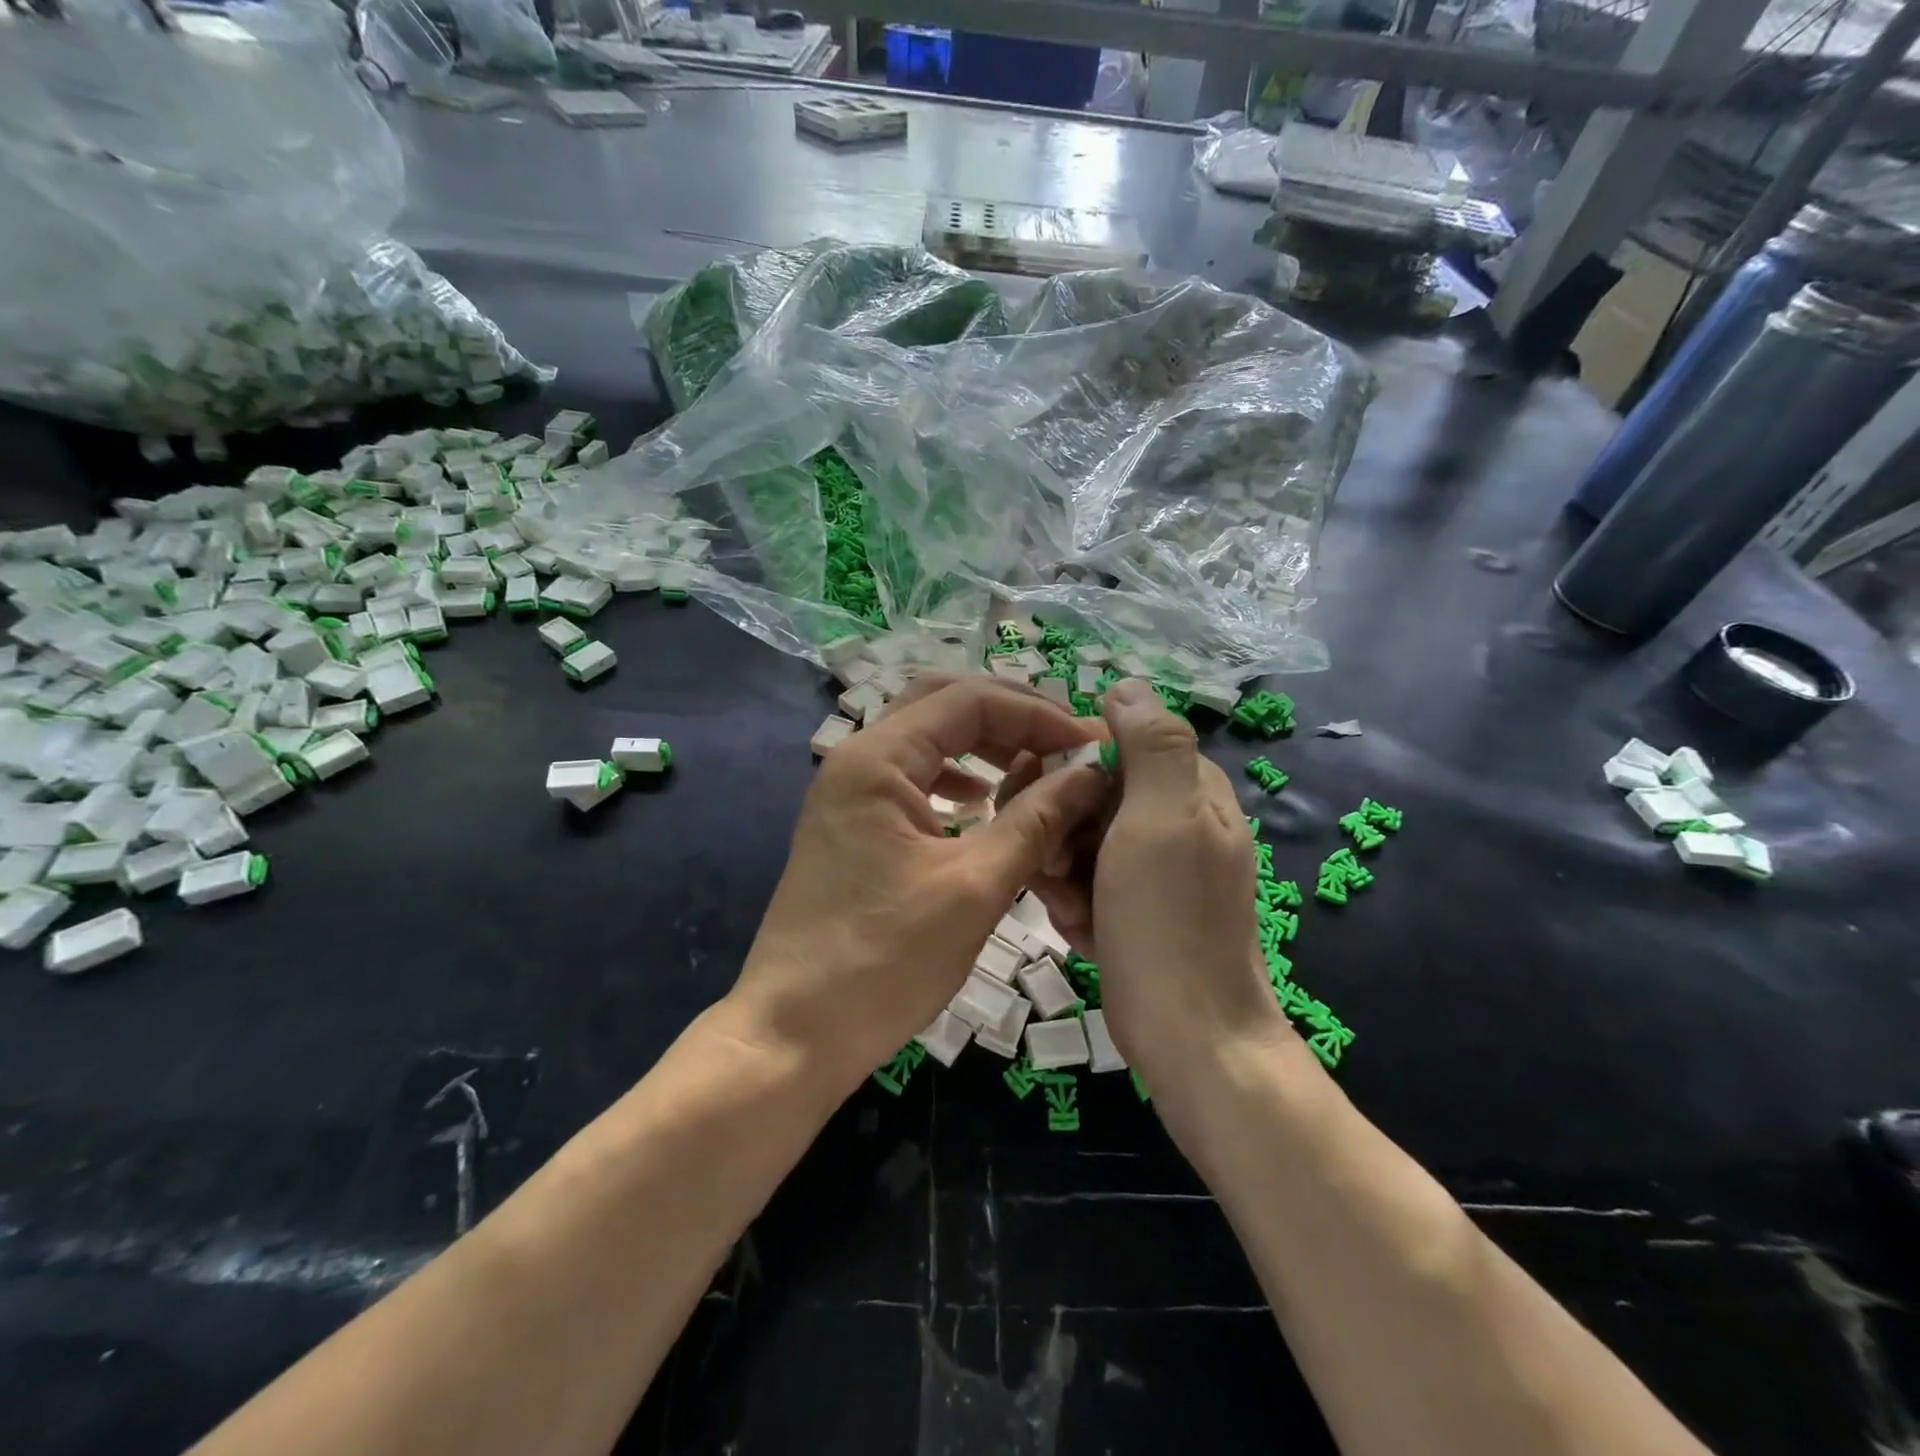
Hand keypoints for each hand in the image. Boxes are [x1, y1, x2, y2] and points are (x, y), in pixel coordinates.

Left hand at [724, 676, 1111, 1095]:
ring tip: (1035, 768)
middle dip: (1010, 717)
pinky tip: (983, 804)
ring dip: (983, 745)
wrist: (793, 1034)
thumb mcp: (974, 888)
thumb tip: (1091, 772)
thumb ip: (1036, 820)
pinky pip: (912, 778)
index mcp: (878, 759)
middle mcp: (858, 760)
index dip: (1037, 713)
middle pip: (942, 705)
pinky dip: (955, 778)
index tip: (1090, 744)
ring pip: (926, 740)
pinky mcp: (852, 826)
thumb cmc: (884, 960)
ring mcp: (849, 793)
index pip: (969, 700)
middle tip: (1065, 743)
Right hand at [1029, 680, 1290, 1096]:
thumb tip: (1126, 685)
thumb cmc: (1169, 921)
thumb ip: (1152, 745)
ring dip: (1062, 874)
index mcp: (1187, 787)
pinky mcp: (1135, 906)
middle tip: (1057, 869)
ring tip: (1076, 911)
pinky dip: (1076, 906)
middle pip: (1087, 795)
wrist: (1189, 1036)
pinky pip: (1085, 883)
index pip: (1109, 744)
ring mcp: (1154, 867)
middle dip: (1060, 832)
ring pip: (1078, 841)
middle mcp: (1172, 819)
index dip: (1066, 768)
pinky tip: (1085, 933)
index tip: (1041, 801)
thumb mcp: (1162, 819)